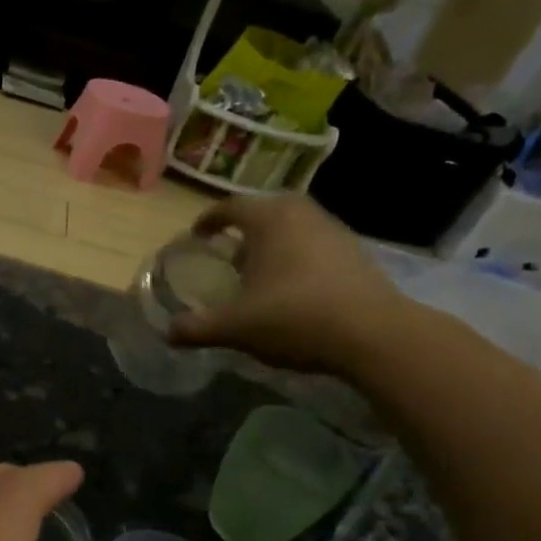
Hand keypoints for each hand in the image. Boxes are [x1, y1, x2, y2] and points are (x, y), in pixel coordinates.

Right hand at [168, 193, 415, 376]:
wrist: (373, 334)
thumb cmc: (294, 317)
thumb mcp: (236, 327)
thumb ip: (197, 328)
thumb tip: (168, 332)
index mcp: (269, 219)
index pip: (230, 207)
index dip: (209, 220)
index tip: (198, 236)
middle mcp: (301, 213)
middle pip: (265, 212)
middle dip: (243, 231)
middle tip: (228, 255)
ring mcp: (333, 230)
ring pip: (292, 228)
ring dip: (272, 245)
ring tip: (259, 274)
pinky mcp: (355, 253)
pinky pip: (314, 245)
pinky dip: (297, 258)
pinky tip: (292, 290)